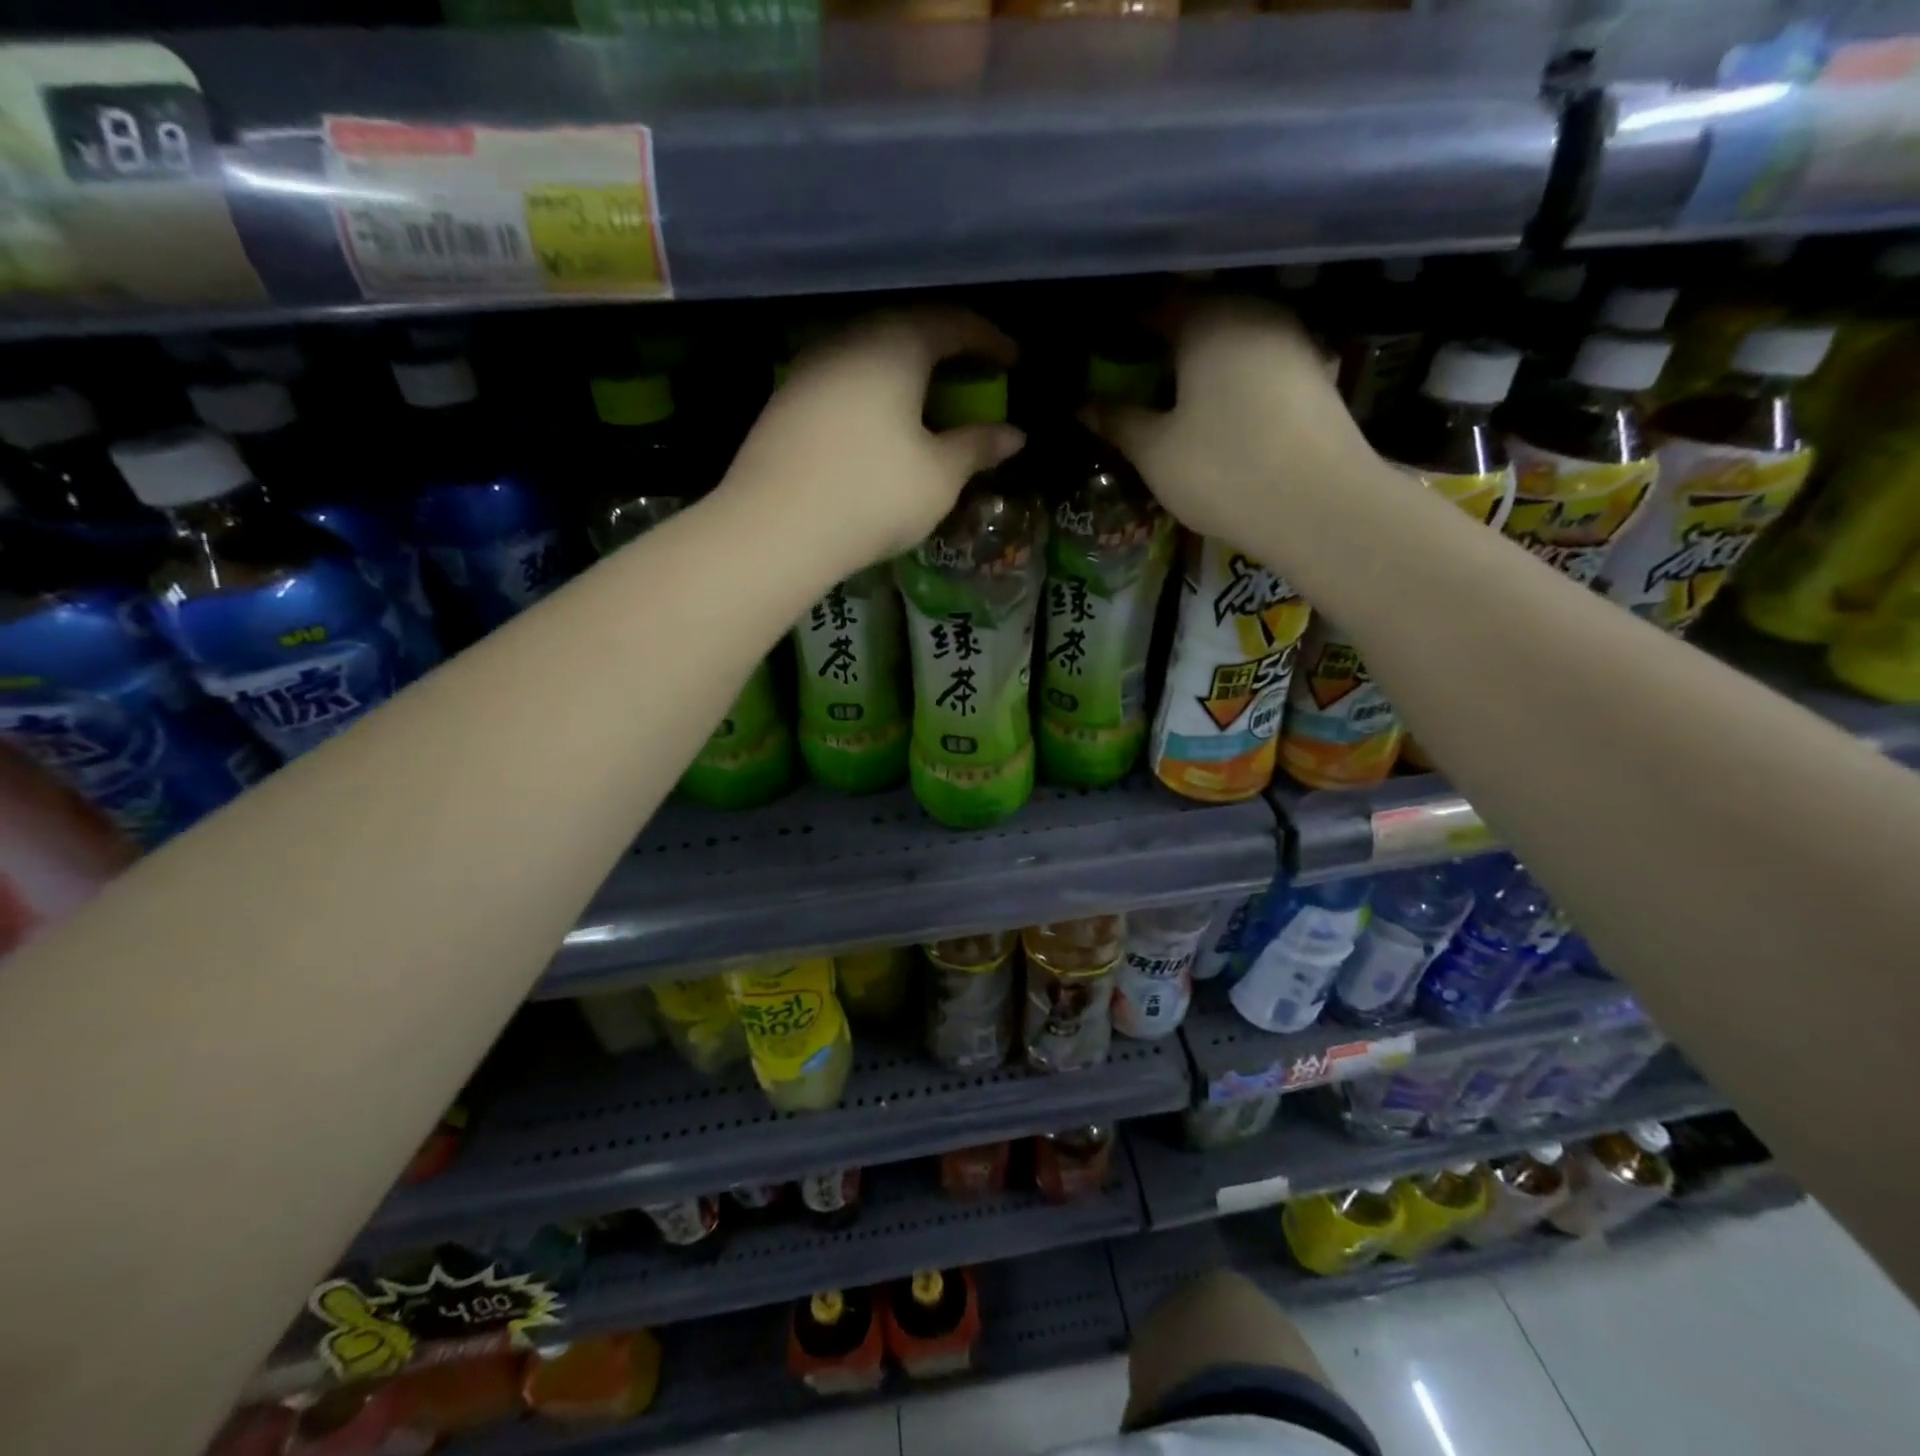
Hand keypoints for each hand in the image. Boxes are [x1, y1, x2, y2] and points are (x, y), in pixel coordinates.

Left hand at [721, 307, 1024, 584]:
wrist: (775, 528)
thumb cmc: (873, 495)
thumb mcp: (939, 477)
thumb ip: (978, 447)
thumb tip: (1014, 435)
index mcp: (895, 344)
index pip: (953, 322)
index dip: (989, 340)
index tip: (1012, 361)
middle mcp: (849, 338)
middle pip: (908, 329)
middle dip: (946, 350)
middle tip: (972, 377)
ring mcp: (810, 366)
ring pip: (870, 353)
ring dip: (905, 371)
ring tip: (928, 402)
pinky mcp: (786, 399)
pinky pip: (843, 379)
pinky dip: (873, 391)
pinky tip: (880, 424)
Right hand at [1095, 297, 1375, 546]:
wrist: (1321, 507)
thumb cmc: (1224, 471)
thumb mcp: (1156, 452)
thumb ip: (1117, 421)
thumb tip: (1082, 403)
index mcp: (1208, 319)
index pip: (1154, 305)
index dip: (1123, 330)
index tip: (1100, 355)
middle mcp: (1254, 312)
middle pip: (1197, 316)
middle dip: (1162, 343)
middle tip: (1132, 377)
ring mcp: (1291, 340)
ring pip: (1231, 338)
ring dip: (1199, 361)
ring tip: (1171, 396)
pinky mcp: (1314, 372)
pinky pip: (1257, 362)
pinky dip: (1231, 377)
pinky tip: (1217, 410)